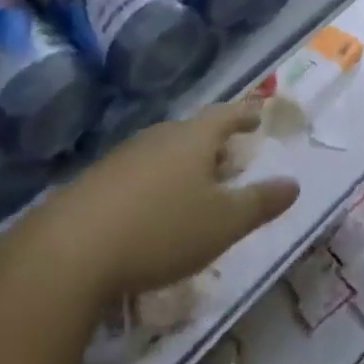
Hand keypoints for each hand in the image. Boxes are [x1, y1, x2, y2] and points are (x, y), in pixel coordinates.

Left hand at [31, 101, 299, 300]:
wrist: (70, 250)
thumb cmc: (161, 230)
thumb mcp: (222, 223)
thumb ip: (260, 203)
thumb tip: (293, 183)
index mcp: (193, 138)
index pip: (226, 115)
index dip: (245, 114)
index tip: (257, 113)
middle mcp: (160, 136)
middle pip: (194, 132)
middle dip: (215, 143)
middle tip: (231, 156)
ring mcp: (125, 156)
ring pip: (165, 151)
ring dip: (185, 164)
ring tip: (196, 184)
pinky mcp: (98, 181)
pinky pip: (140, 172)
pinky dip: (157, 182)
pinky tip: (154, 209)